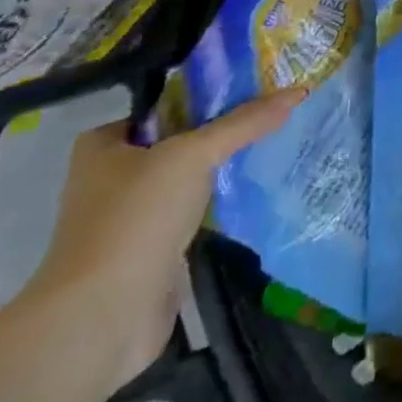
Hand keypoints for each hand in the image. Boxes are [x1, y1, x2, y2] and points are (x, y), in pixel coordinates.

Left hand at [20, 89, 306, 393]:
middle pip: (183, 139)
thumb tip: (298, 90)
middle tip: (277, 111)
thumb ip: (244, 122)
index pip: (168, 104)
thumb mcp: (194, 155)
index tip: (259, 85)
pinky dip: (224, 200)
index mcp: (104, 144)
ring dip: (227, 167)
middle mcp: (113, 175)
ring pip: (192, 176)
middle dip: (226, 130)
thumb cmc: (135, 219)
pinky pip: (198, 209)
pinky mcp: (153, 247)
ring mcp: (133, 215)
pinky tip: (261, 185)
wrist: (103, 317)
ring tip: (280, 140)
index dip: (212, 93)